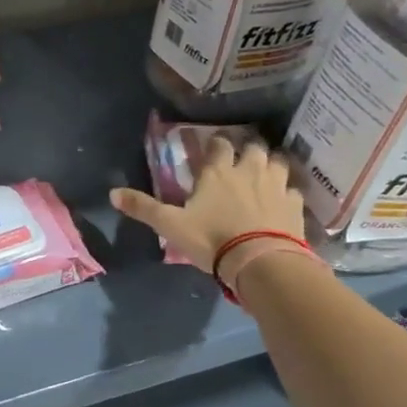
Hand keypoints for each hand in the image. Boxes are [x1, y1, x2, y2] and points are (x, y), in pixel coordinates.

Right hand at [110, 135, 308, 275]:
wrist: (260, 262)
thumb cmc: (211, 239)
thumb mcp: (170, 225)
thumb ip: (143, 208)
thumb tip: (112, 193)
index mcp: (218, 171)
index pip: (218, 144)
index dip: (215, 144)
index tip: (211, 149)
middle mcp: (249, 170)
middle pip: (252, 147)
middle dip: (246, 149)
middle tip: (239, 159)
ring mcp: (276, 186)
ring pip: (277, 162)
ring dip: (270, 164)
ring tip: (264, 174)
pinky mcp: (295, 205)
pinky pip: (293, 190)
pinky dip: (287, 192)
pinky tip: (282, 201)